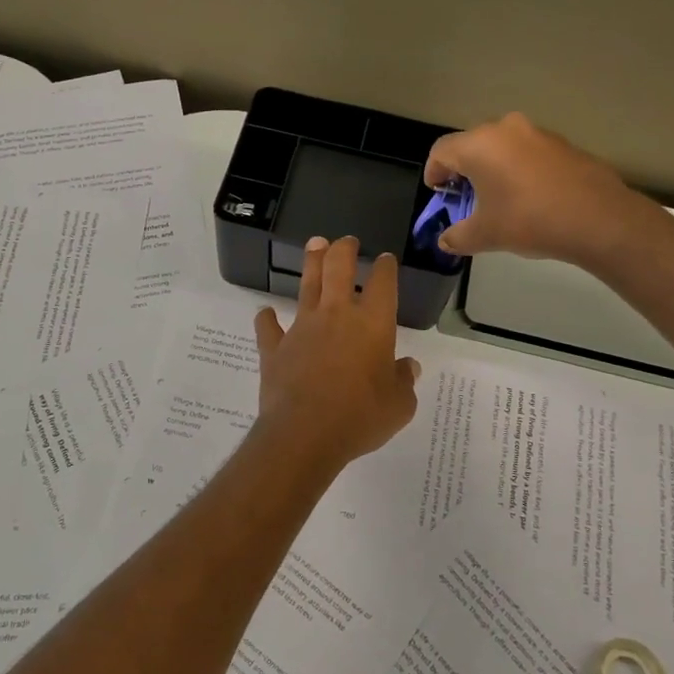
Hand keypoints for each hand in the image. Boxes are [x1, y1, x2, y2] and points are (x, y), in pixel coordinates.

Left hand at [253, 236, 420, 469]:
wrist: (305, 433)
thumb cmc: (361, 417)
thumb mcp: (399, 405)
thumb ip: (403, 382)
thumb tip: (408, 367)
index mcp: (373, 325)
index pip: (382, 284)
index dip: (385, 268)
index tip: (385, 260)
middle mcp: (336, 316)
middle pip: (338, 268)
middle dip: (343, 249)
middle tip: (346, 240)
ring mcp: (302, 328)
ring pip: (306, 286)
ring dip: (311, 263)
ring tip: (314, 246)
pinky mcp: (275, 347)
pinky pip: (268, 327)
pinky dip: (266, 319)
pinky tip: (265, 314)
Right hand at [425, 113, 643, 265]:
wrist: (598, 218)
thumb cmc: (528, 220)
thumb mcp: (485, 235)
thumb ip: (458, 237)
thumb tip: (445, 242)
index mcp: (478, 145)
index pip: (441, 151)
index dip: (433, 172)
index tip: (438, 193)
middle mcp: (505, 129)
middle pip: (471, 144)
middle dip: (463, 169)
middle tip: (465, 196)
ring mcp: (537, 133)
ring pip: (502, 146)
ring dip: (493, 167)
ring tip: (499, 197)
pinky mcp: (563, 143)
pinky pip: (528, 152)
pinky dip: (519, 168)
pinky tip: (530, 196)